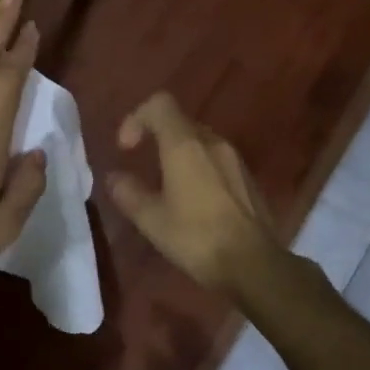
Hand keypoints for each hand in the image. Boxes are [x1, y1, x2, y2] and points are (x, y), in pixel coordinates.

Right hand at [109, 92, 282, 295]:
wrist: (254, 265)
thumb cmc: (197, 237)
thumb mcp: (151, 219)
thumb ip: (129, 193)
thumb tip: (115, 178)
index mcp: (185, 145)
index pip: (159, 104)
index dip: (136, 118)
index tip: (127, 150)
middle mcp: (213, 143)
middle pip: (180, 122)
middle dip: (156, 138)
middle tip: (142, 168)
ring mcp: (235, 160)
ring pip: (200, 142)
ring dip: (178, 155)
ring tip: (167, 188)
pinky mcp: (248, 179)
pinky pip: (216, 161)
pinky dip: (199, 169)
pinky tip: (194, 203)